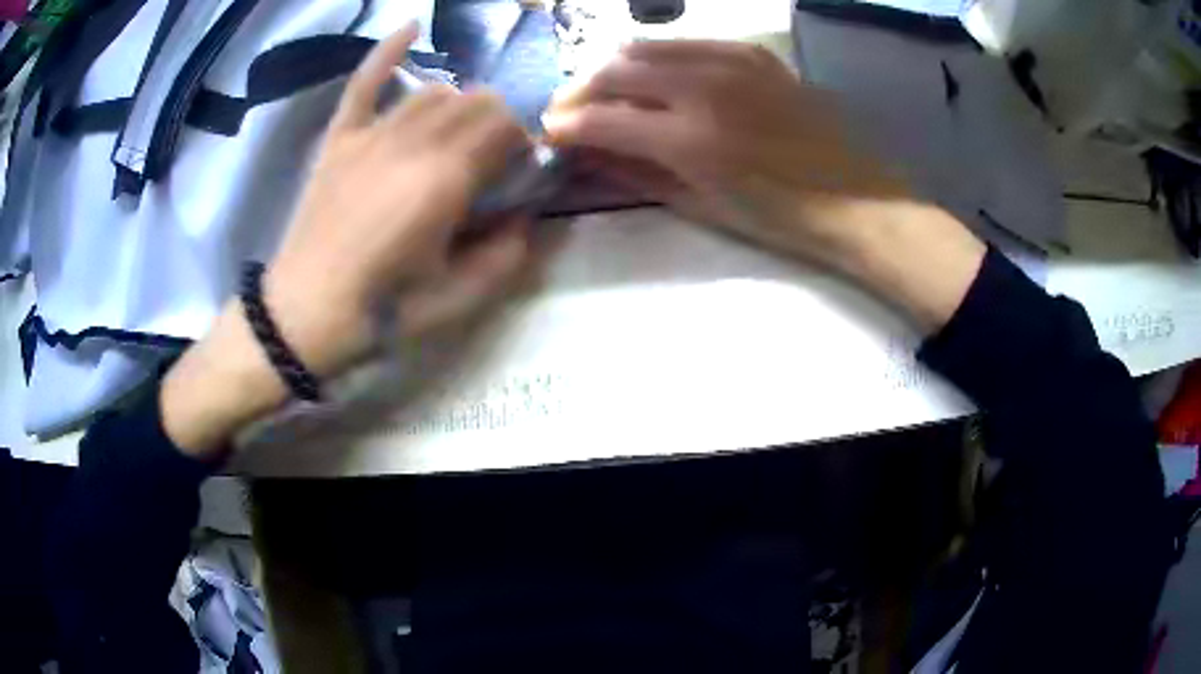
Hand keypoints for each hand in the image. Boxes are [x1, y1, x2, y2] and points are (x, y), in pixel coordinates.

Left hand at [162, 24, 538, 456]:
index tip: (525, 166)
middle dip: (500, 120)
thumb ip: (506, 255)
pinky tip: (410, 26)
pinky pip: (363, 82)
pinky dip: (387, 51)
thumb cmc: (381, 311)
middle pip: (476, 100)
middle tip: (496, 155)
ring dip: (461, 101)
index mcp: (445, 180)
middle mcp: (411, 142)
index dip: (526, 139)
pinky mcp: (339, 138)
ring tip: (460, 129)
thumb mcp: (458, 300)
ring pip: (434, 89)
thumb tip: (526, 217)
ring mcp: (371, 135)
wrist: (302, 314)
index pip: (507, 126)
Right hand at [544, 40, 984, 330]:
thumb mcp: (701, 207)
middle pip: (616, 70)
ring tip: (608, 92)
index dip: (565, 124)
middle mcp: (703, 88)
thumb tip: (586, 156)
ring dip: (615, 68)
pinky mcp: (755, 56)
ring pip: (647, 48)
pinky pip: (690, 43)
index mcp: (689, 139)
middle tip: (571, 111)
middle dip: (581, 90)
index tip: (548, 132)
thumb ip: (636, 174)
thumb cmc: (781, 220)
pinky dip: (661, 55)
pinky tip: (658, 73)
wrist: (856, 202)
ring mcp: (732, 63)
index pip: (600, 118)